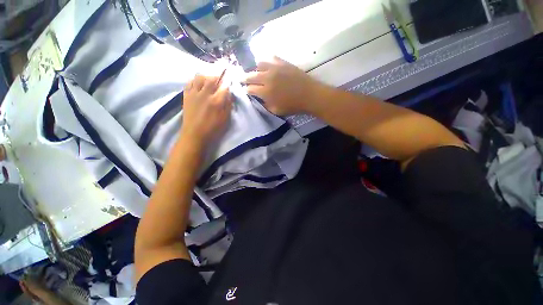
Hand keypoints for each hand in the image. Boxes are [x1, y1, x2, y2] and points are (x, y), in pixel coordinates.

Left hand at [181, 74, 232, 148]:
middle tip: (220, 80)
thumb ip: (228, 106)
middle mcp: (205, 94)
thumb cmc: (212, 128)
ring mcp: (194, 93)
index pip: (224, 88)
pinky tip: (198, 84)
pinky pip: (189, 82)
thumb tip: (230, 96)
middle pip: (211, 79)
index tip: (230, 84)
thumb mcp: (225, 119)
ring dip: (206, 77)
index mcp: (216, 101)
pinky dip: (194, 81)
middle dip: (217, 77)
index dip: (228, 85)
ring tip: (209, 81)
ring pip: (199, 77)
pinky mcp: (186, 95)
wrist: (194, 134)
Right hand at [243, 56, 326, 115]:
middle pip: (250, 76)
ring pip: (258, 64)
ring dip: (255, 69)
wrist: (309, 94)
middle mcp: (267, 77)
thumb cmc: (293, 105)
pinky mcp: (282, 62)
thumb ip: (265, 105)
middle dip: (244, 78)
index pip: (250, 89)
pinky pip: (270, 58)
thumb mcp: (277, 111)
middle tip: (242, 80)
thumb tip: (259, 99)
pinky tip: (267, 66)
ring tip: (257, 73)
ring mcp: (275, 68)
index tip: (247, 91)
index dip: (246, 90)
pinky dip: (266, 62)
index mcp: (266, 91)